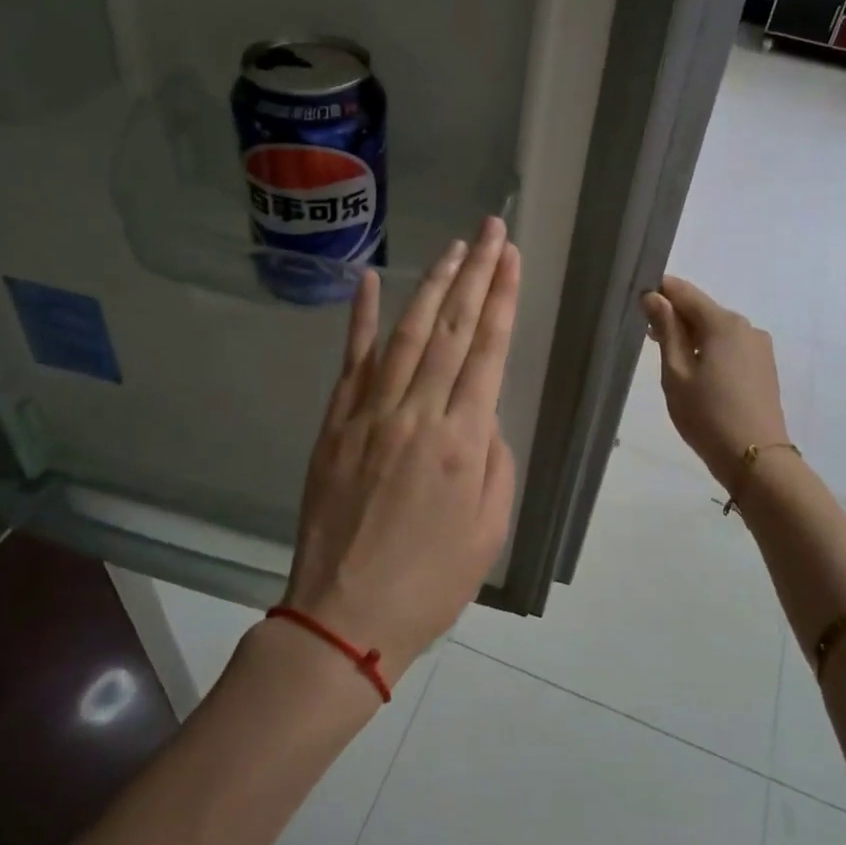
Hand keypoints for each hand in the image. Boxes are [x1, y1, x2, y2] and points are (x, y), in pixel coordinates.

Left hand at [285, 218, 520, 687]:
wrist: (346, 614)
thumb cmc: (431, 582)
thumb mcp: (490, 529)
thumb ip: (495, 461)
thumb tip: (482, 416)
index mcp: (464, 442)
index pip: (488, 351)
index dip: (501, 298)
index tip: (510, 256)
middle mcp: (418, 414)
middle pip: (451, 329)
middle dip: (475, 274)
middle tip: (490, 230)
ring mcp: (370, 413)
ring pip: (406, 334)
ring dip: (432, 286)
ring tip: (453, 248)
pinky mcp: (335, 423)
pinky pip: (351, 361)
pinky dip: (362, 318)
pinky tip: (371, 280)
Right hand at [640, 275, 790, 491]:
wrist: (755, 458)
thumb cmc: (707, 415)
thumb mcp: (676, 372)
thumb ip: (666, 330)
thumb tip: (654, 297)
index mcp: (723, 323)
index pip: (684, 292)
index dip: (659, 292)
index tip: (637, 304)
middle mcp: (746, 326)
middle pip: (702, 309)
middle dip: (675, 316)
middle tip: (647, 336)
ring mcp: (759, 347)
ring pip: (717, 329)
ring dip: (692, 335)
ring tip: (670, 360)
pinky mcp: (764, 366)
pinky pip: (730, 346)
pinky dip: (709, 350)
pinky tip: (697, 373)